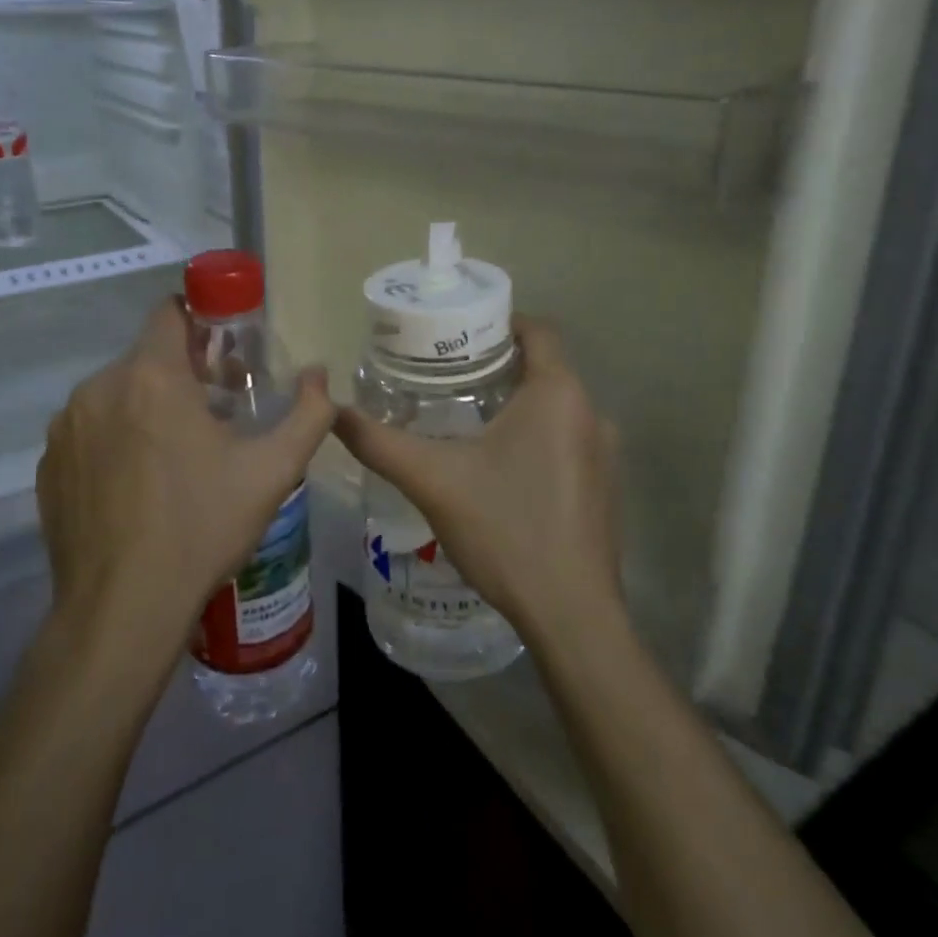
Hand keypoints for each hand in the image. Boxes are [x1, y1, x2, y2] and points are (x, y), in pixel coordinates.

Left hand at [37, 299, 334, 655]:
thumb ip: (309, 413)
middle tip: (215, 413)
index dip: (201, 322)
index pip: (170, 312)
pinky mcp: (47, 464)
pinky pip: (89, 430)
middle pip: (146, 357)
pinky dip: (115, 440)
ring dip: (147, 407)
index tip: (224, 353)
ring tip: (177, 455)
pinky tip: (137, 486)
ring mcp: (65, 427)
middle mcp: (99, 388)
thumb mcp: (273, 470)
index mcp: (151, 376)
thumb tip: (319, 375)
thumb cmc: (202, 526)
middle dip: (181, 373)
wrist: (122, 608)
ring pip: (116, 393)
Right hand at [333, 316, 622, 649]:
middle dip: (499, 365)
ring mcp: (605, 454)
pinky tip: (501, 469)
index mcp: (559, 394)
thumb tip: (332, 411)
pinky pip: (569, 442)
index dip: (500, 321)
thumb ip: (379, 442)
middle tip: (448, 375)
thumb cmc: (505, 530)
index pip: (538, 331)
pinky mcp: (606, 489)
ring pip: (557, 408)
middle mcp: (591, 414)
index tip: (460, 332)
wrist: (571, 615)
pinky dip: (537, 438)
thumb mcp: (432, 480)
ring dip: (518, 405)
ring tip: (467, 419)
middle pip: (545, 368)